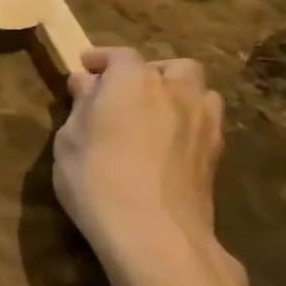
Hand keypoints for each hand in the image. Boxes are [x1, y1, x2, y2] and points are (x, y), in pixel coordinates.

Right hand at [53, 48, 234, 280]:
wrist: (152, 230)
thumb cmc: (94, 178)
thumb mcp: (69, 139)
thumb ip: (81, 106)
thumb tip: (86, 83)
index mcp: (132, 82)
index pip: (120, 55)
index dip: (100, 58)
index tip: (83, 67)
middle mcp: (175, 90)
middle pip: (170, 66)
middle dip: (148, 73)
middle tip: (122, 93)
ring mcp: (203, 119)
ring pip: (196, 90)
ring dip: (175, 94)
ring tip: (151, 115)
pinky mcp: (217, 149)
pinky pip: (204, 119)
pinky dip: (186, 120)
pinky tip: (166, 142)